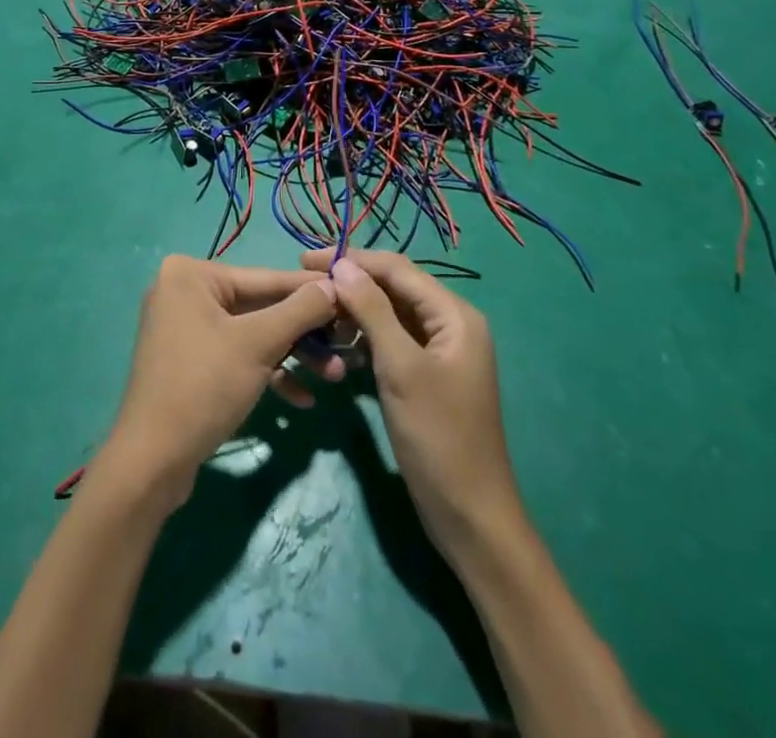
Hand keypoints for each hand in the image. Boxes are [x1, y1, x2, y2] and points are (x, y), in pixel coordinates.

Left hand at [97, 257, 340, 505]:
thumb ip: (300, 310)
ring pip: (252, 333)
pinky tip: (301, 400)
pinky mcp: (190, 360)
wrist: (152, 460)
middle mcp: (185, 291)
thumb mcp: (259, 344)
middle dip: (303, 333)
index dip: (311, 291)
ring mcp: (185, 327)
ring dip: (291, 355)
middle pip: (260, 306)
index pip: (265, 278)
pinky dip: (266, 372)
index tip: (351, 296)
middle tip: (346, 347)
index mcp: (192, 274)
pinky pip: (236, 355)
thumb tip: (334, 284)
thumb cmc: (204, 386)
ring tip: (333, 377)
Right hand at [302, 249, 520, 552]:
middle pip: (394, 288)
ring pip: (391, 314)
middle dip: (352, 284)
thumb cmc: (437, 437)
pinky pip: (393, 341)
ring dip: (356, 313)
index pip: (397, 268)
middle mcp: (450, 324)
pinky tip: (340, 349)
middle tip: (305, 286)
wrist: (470, 516)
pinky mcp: (427, 375)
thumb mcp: (400, 368)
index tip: (306, 259)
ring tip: (318, 319)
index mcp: (454, 315)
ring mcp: (440, 351)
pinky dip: (367, 339)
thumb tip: (343, 265)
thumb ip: (372, 310)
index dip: (352, 259)